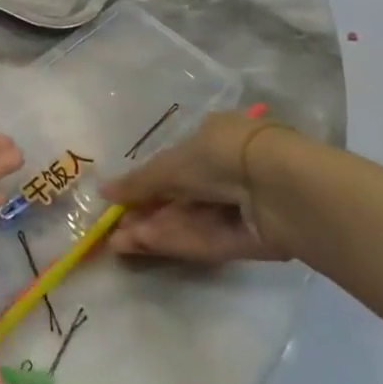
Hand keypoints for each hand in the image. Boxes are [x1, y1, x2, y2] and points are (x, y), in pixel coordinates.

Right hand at [101, 110, 293, 263]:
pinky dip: (176, 241)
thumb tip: (103, 191)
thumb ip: (140, 182)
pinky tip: (143, 246)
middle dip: (147, 211)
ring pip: (189, 219)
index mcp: (213, 137)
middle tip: (114, 229)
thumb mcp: (172, 163)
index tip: (120, 201)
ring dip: (154, 229)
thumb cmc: (221, 155)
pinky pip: (206, 239)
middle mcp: (226, 169)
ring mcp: (239, 205)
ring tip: (118, 243)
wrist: (279, 187)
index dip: (146, 182)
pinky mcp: (248, 239)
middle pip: (179, 196)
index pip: (174, 162)